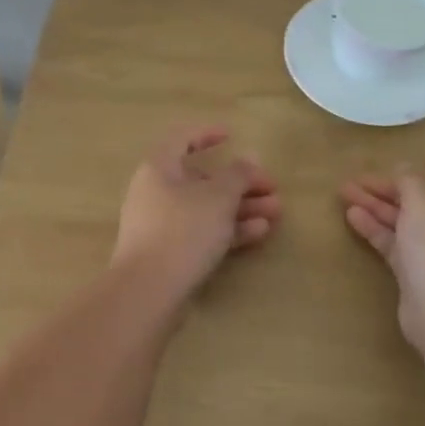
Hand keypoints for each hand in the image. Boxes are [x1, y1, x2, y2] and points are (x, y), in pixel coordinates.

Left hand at [111, 126, 280, 300]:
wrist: (148, 292)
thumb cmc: (183, 230)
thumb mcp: (218, 197)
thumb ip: (238, 174)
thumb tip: (249, 158)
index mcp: (159, 167)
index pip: (181, 138)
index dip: (207, 133)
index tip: (232, 135)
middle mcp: (156, 192)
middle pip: (201, 179)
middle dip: (239, 182)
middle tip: (272, 188)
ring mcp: (161, 224)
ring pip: (206, 208)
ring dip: (240, 207)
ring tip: (276, 212)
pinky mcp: (169, 253)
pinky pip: (202, 232)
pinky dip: (228, 229)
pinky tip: (259, 233)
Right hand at [340, 154, 424, 349]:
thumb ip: (411, 179)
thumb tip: (404, 167)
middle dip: (394, 186)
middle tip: (361, 176)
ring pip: (406, 221)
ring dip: (378, 204)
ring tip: (345, 190)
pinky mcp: (419, 274)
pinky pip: (396, 243)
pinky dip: (376, 228)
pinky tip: (351, 215)